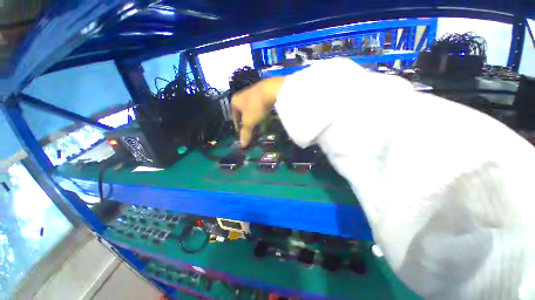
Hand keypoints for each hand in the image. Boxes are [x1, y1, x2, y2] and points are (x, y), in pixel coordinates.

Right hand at [231, 77, 284, 147]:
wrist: (271, 90)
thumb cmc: (255, 107)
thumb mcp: (249, 122)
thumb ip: (245, 133)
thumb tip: (242, 146)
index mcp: (235, 101)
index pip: (234, 116)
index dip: (237, 125)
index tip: (240, 132)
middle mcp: (243, 96)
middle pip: (244, 114)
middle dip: (248, 124)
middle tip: (251, 132)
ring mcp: (254, 94)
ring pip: (253, 111)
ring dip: (256, 121)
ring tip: (260, 129)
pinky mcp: (264, 94)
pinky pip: (261, 108)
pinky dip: (262, 115)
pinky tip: (267, 121)